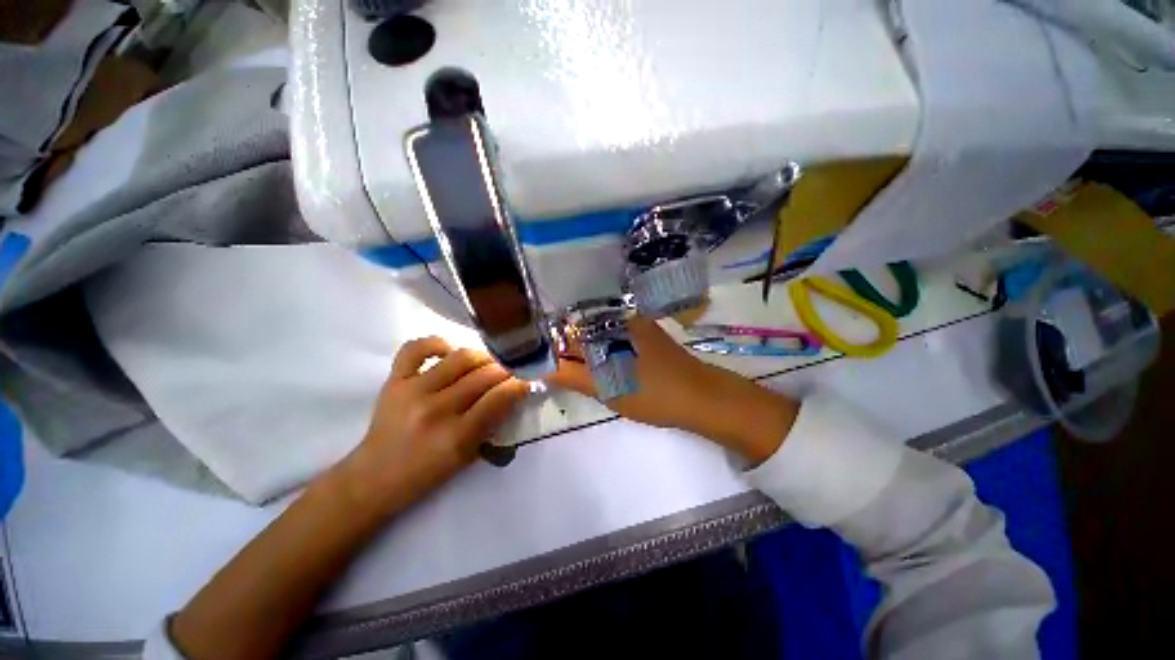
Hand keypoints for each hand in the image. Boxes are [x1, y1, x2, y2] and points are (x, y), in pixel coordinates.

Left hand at [334, 338, 529, 516]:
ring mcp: (412, 391)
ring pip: (461, 357)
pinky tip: (449, 351)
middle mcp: (436, 409)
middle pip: (484, 375)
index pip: (499, 398)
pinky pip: (417, 348)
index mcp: (456, 437)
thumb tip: (513, 392)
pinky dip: (438, 343)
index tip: (529, 379)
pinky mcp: (394, 380)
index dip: (520, 384)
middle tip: (512, 371)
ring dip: (482, 357)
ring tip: (487, 363)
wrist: (374, 478)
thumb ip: (493, 423)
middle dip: (506, 370)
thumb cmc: (427, 472)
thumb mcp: (468, 456)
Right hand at [548, 316, 799, 464]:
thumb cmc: (652, 393)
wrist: (701, 396)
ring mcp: (631, 322)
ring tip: (570, 368)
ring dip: (580, 349)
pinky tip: (596, 363)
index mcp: (606, 324)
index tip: (534, 359)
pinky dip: (598, 348)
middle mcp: (616, 315)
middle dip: (562, 347)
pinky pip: (610, 335)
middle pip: (578, 327)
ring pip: (593, 332)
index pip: (563, 327)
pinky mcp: (641, 332)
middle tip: (551, 368)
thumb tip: (538, 366)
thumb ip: (569, 375)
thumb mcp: (606, 388)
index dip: (547, 343)